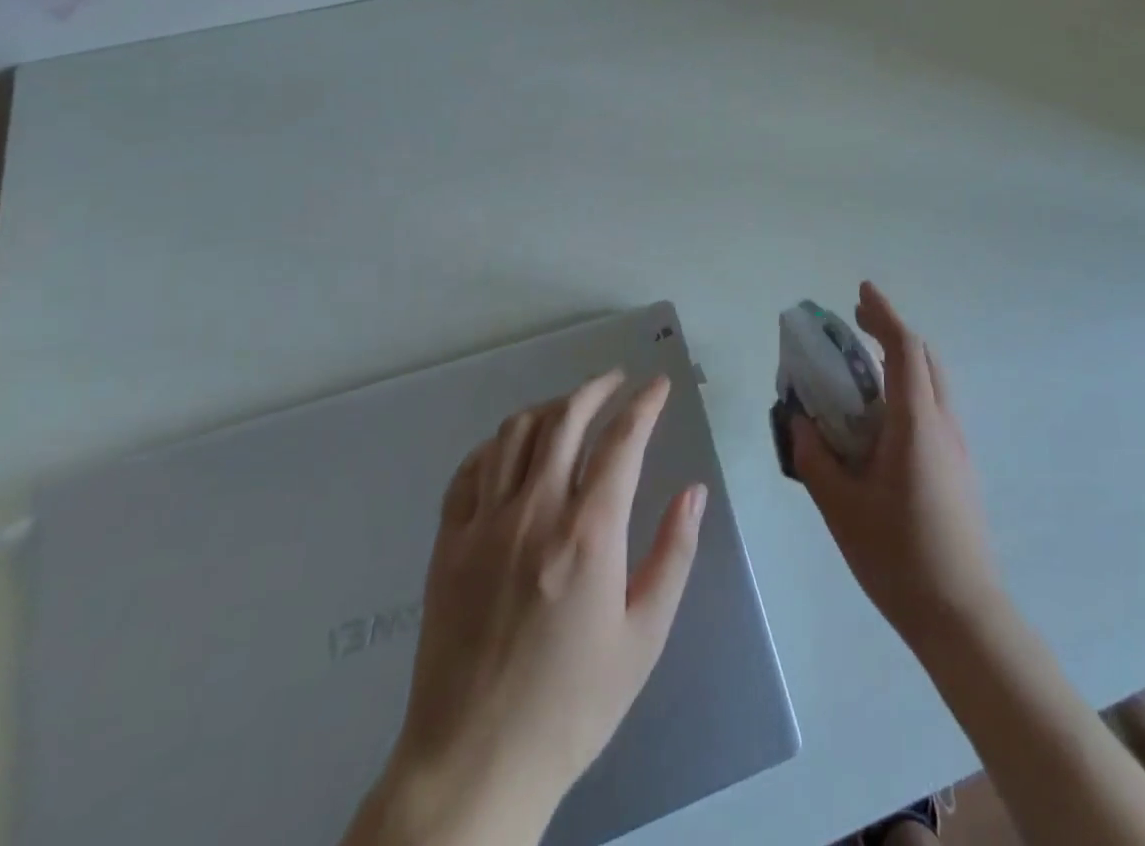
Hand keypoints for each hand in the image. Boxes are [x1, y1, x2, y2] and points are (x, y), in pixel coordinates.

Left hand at [350, 372, 705, 845]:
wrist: (474, 764)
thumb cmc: (572, 705)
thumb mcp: (644, 637)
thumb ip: (673, 554)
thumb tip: (694, 492)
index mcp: (588, 534)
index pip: (621, 441)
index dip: (644, 404)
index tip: (658, 385)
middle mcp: (535, 512)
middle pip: (565, 419)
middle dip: (597, 388)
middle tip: (617, 381)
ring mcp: (484, 524)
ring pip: (515, 433)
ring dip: (549, 407)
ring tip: (571, 407)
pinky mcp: (449, 544)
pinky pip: (470, 470)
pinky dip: (496, 444)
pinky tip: (512, 448)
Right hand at [793, 283, 1002, 650]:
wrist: (964, 615)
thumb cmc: (898, 557)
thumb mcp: (840, 507)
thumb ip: (815, 457)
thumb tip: (799, 420)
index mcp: (916, 424)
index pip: (904, 349)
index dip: (883, 314)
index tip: (861, 291)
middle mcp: (943, 424)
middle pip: (924, 358)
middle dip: (892, 331)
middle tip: (856, 324)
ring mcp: (957, 446)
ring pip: (933, 382)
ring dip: (902, 360)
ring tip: (863, 368)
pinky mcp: (960, 467)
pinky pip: (934, 407)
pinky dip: (909, 389)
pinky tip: (881, 419)